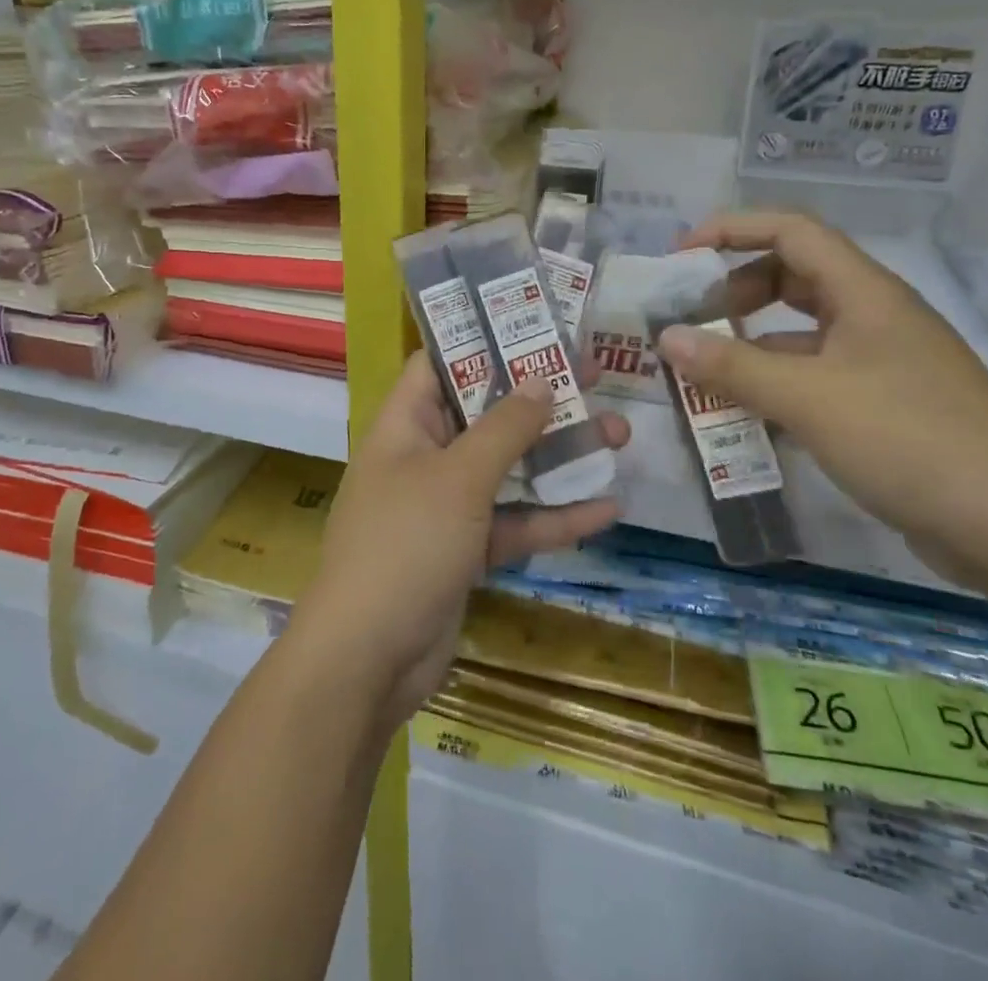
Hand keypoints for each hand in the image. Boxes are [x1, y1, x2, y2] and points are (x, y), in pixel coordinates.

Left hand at [290, 355, 625, 725]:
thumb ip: (504, 428)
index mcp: (405, 425)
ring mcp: (445, 507)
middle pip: (486, 414)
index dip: (485, 341)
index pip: (440, 363)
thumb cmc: (405, 545)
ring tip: (619, 435)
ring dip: (559, 456)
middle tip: (595, 376)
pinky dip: (553, 517)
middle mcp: (424, 457)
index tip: (537, 327)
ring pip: (508, 469)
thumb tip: (540, 379)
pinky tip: (606, 508)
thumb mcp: (458, 478)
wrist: (368, 660)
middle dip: (540, 399)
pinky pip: (513, 523)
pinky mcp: (465, 552)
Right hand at [658, 210, 987, 582]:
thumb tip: (666, 337)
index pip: (791, 231)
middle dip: (734, 291)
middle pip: (792, 277)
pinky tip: (744, 416)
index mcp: (864, 293)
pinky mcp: (884, 406)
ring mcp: (881, 363)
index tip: (680, 256)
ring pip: (800, 333)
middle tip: (689, 321)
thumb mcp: (807, 399)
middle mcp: (873, 317)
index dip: (732, 229)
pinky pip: (814, 377)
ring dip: (750, 345)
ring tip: (701, 372)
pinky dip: (775, 385)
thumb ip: (731, 367)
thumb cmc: (908, 440)